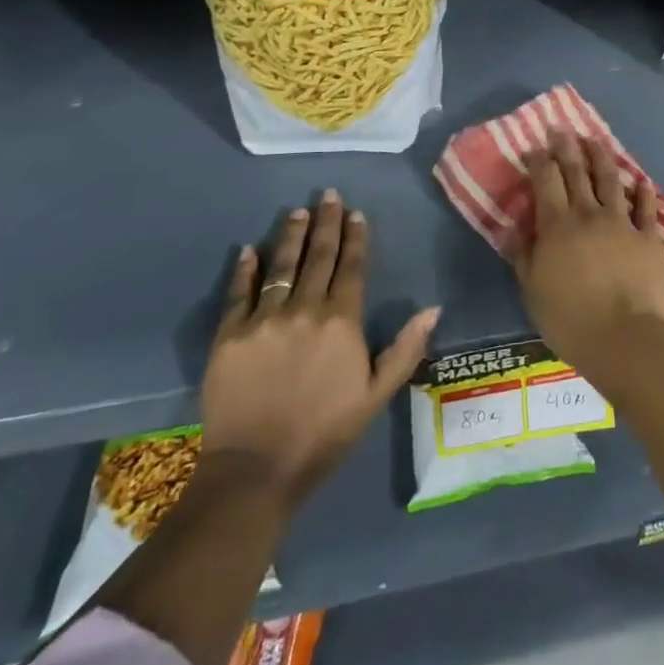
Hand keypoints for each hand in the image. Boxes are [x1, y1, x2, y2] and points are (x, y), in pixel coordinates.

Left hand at [202, 190, 438, 505]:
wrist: (256, 470)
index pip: (351, 267)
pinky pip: (238, 293)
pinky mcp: (230, 336)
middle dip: (326, 223)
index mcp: (342, 321)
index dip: (355, 238)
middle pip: (318, 257)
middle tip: (328, 194)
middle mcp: (305, 310)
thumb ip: (406, 349)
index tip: (356, 213)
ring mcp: (264, 320)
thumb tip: (433, 308)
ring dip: (291, 236)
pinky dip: (244, 270)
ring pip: (281, 266)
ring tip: (296, 211)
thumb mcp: (377, 395)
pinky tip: (249, 250)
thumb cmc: (324, 433)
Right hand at [513, 130, 663, 394]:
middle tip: (562, 129)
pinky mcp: (648, 237)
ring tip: (594, 141)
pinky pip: (646, 208)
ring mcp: (622, 222)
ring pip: (610, 180)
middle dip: (567, 147)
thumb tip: (515, 226)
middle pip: (577, 172)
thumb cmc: (570, 319)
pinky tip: (642, 180)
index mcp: (558, 225)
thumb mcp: (532, 290)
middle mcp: (589, 214)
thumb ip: (524, 254)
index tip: (536, 146)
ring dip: (601, 158)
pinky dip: (643, 191)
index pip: (546, 180)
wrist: (625, 338)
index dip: (540, 160)